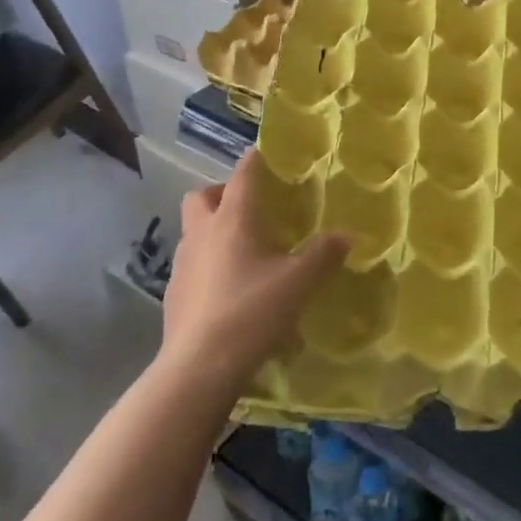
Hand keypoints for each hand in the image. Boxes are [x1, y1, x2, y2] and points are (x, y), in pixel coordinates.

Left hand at [158, 149, 349, 399]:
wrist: (199, 367)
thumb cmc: (252, 312)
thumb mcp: (299, 282)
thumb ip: (323, 255)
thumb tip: (346, 235)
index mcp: (233, 220)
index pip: (242, 176)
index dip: (255, 161)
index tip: (265, 153)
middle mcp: (202, 233)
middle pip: (202, 197)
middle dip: (222, 194)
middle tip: (250, 207)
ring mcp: (182, 264)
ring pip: (193, 231)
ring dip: (212, 229)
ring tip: (243, 249)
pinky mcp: (173, 294)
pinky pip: (191, 264)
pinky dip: (207, 264)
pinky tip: (228, 288)